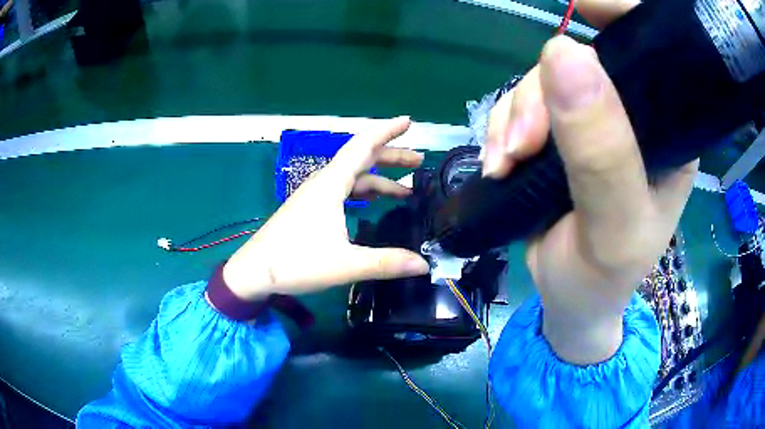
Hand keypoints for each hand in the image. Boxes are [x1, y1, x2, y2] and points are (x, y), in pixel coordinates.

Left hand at [222, 117, 429, 299]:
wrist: (253, 272)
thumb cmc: (295, 262)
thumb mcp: (345, 264)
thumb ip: (386, 263)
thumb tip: (424, 265)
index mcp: (330, 184)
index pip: (363, 146)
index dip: (387, 130)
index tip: (408, 121)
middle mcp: (323, 182)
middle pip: (361, 159)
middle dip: (391, 156)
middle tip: (418, 160)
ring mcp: (314, 195)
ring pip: (352, 177)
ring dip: (379, 178)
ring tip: (406, 189)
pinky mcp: (310, 208)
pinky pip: (342, 190)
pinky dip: (363, 191)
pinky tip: (373, 204)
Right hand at [482, 0, 697, 363]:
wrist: (571, 304)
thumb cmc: (604, 279)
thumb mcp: (614, 228)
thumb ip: (602, 152)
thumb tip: (564, 52)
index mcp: (669, 132)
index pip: (656, 53)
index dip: (620, 15)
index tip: (579, 5)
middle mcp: (636, 118)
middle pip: (586, 61)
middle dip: (545, 89)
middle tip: (525, 144)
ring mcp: (597, 123)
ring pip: (546, 81)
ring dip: (517, 112)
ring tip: (508, 161)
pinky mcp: (561, 135)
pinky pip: (524, 103)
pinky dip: (504, 125)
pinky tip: (502, 159)